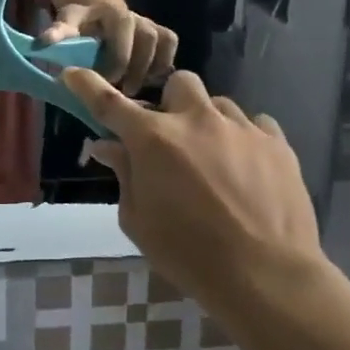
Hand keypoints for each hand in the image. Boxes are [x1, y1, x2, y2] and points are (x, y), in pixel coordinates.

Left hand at [41, 2, 177, 93]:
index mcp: (109, 11)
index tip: (104, 79)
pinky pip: (170, 45)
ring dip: (149, 69)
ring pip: (160, 42)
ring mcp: (149, 23)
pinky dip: (163, 64)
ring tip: (133, 91)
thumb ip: (57, 33)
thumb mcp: (65, 25)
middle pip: (145, 37)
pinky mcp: (161, 33)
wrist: (98, 15)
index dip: (117, 56)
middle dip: (134, 66)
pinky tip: (150, 83)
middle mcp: (133, 14)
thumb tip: (42, 43)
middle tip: (119, 90)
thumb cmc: (79, 26)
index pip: (120, 27)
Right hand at [63, 68, 324, 306]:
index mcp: (154, 140)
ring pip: (219, 104)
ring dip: (208, 123)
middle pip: (178, 83)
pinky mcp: (277, 142)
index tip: (72, 73)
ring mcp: (241, 127)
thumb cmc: (189, 254)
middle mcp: (196, 119)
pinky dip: (244, 139)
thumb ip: (123, 175)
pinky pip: (255, 124)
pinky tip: (247, 168)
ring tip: (215, 160)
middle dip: (171, 104)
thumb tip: (108, 146)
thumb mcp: (139, 221)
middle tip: (172, 137)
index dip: (86, 84)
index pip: (108, 102)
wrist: (266, 276)